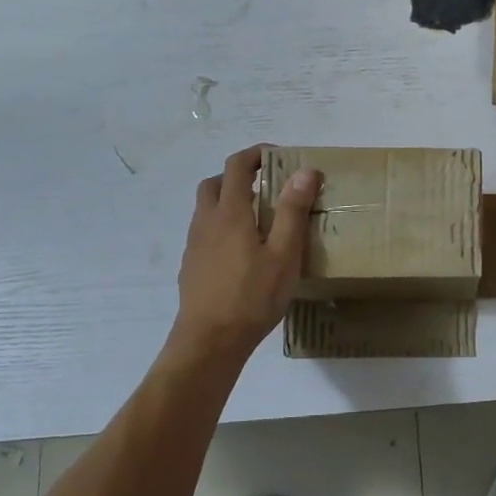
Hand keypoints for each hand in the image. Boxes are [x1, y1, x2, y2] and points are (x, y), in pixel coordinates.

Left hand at [168, 146, 319, 358]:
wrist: (209, 341)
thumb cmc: (252, 296)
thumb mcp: (283, 254)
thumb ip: (292, 211)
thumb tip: (304, 171)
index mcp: (230, 213)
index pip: (236, 166)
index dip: (256, 154)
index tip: (278, 156)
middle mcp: (206, 222)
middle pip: (214, 183)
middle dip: (238, 175)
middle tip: (266, 186)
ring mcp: (194, 245)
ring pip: (206, 209)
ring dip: (228, 201)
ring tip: (258, 219)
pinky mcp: (191, 266)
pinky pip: (205, 233)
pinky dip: (222, 226)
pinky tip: (242, 252)